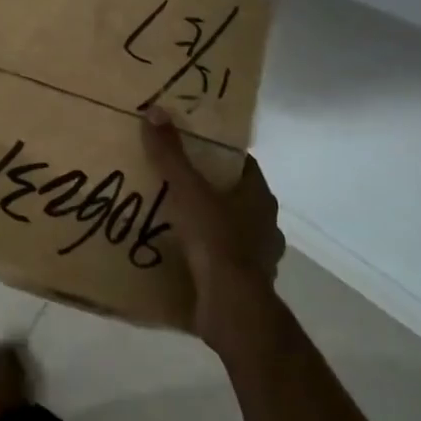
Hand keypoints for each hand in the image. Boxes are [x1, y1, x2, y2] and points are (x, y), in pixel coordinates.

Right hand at [142, 107, 284, 348]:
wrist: (233, 309)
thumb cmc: (216, 241)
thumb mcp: (188, 192)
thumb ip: (171, 154)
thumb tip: (155, 111)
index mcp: (259, 196)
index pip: (242, 164)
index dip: (218, 154)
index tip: (192, 148)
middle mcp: (266, 223)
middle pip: (237, 196)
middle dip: (211, 190)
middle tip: (177, 182)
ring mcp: (260, 256)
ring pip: (233, 230)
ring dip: (211, 226)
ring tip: (176, 221)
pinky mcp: (248, 284)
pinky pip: (225, 261)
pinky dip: (209, 257)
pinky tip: (185, 257)